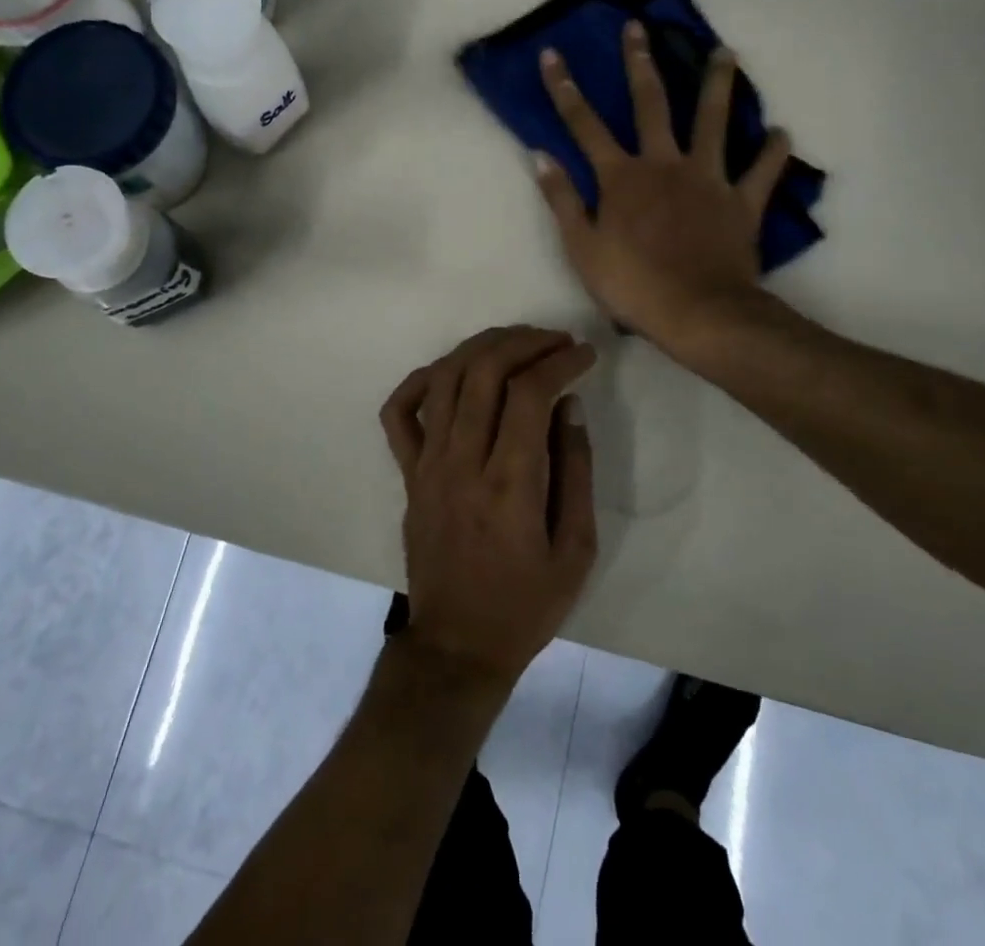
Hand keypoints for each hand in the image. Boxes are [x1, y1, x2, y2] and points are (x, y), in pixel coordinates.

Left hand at [379, 326, 597, 688]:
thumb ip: (576, 471)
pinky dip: (422, 380)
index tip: (584, 354)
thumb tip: (568, 404)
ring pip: (445, 379)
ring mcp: (427, 464)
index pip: (529, 394)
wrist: (457, 645)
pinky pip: (400, 412)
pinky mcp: (407, 473)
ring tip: (514, 342)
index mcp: (509, 485)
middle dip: (523, 342)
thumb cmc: (526, 604)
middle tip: (554, 339)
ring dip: (480, 348)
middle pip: (484, 372)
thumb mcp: (576, 550)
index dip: (559, 361)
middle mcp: (462, 462)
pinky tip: (452, 371)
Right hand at [534, 21, 793, 354]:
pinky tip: (781, 132)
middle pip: (651, 104)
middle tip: (638, 28)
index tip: (553, 54)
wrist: (698, 312)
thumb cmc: (632, 284)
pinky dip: (773, 151)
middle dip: (640, 63)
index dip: (565, 89)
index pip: (584, 125)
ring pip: (714, 121)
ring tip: (726, 53)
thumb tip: (540, 156)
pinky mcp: (741, 201)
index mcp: (621, 177)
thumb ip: (562, 199)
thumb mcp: (581, 247)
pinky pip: (762, 170)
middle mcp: (664, 164)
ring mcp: (707, 179)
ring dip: (718, 85)